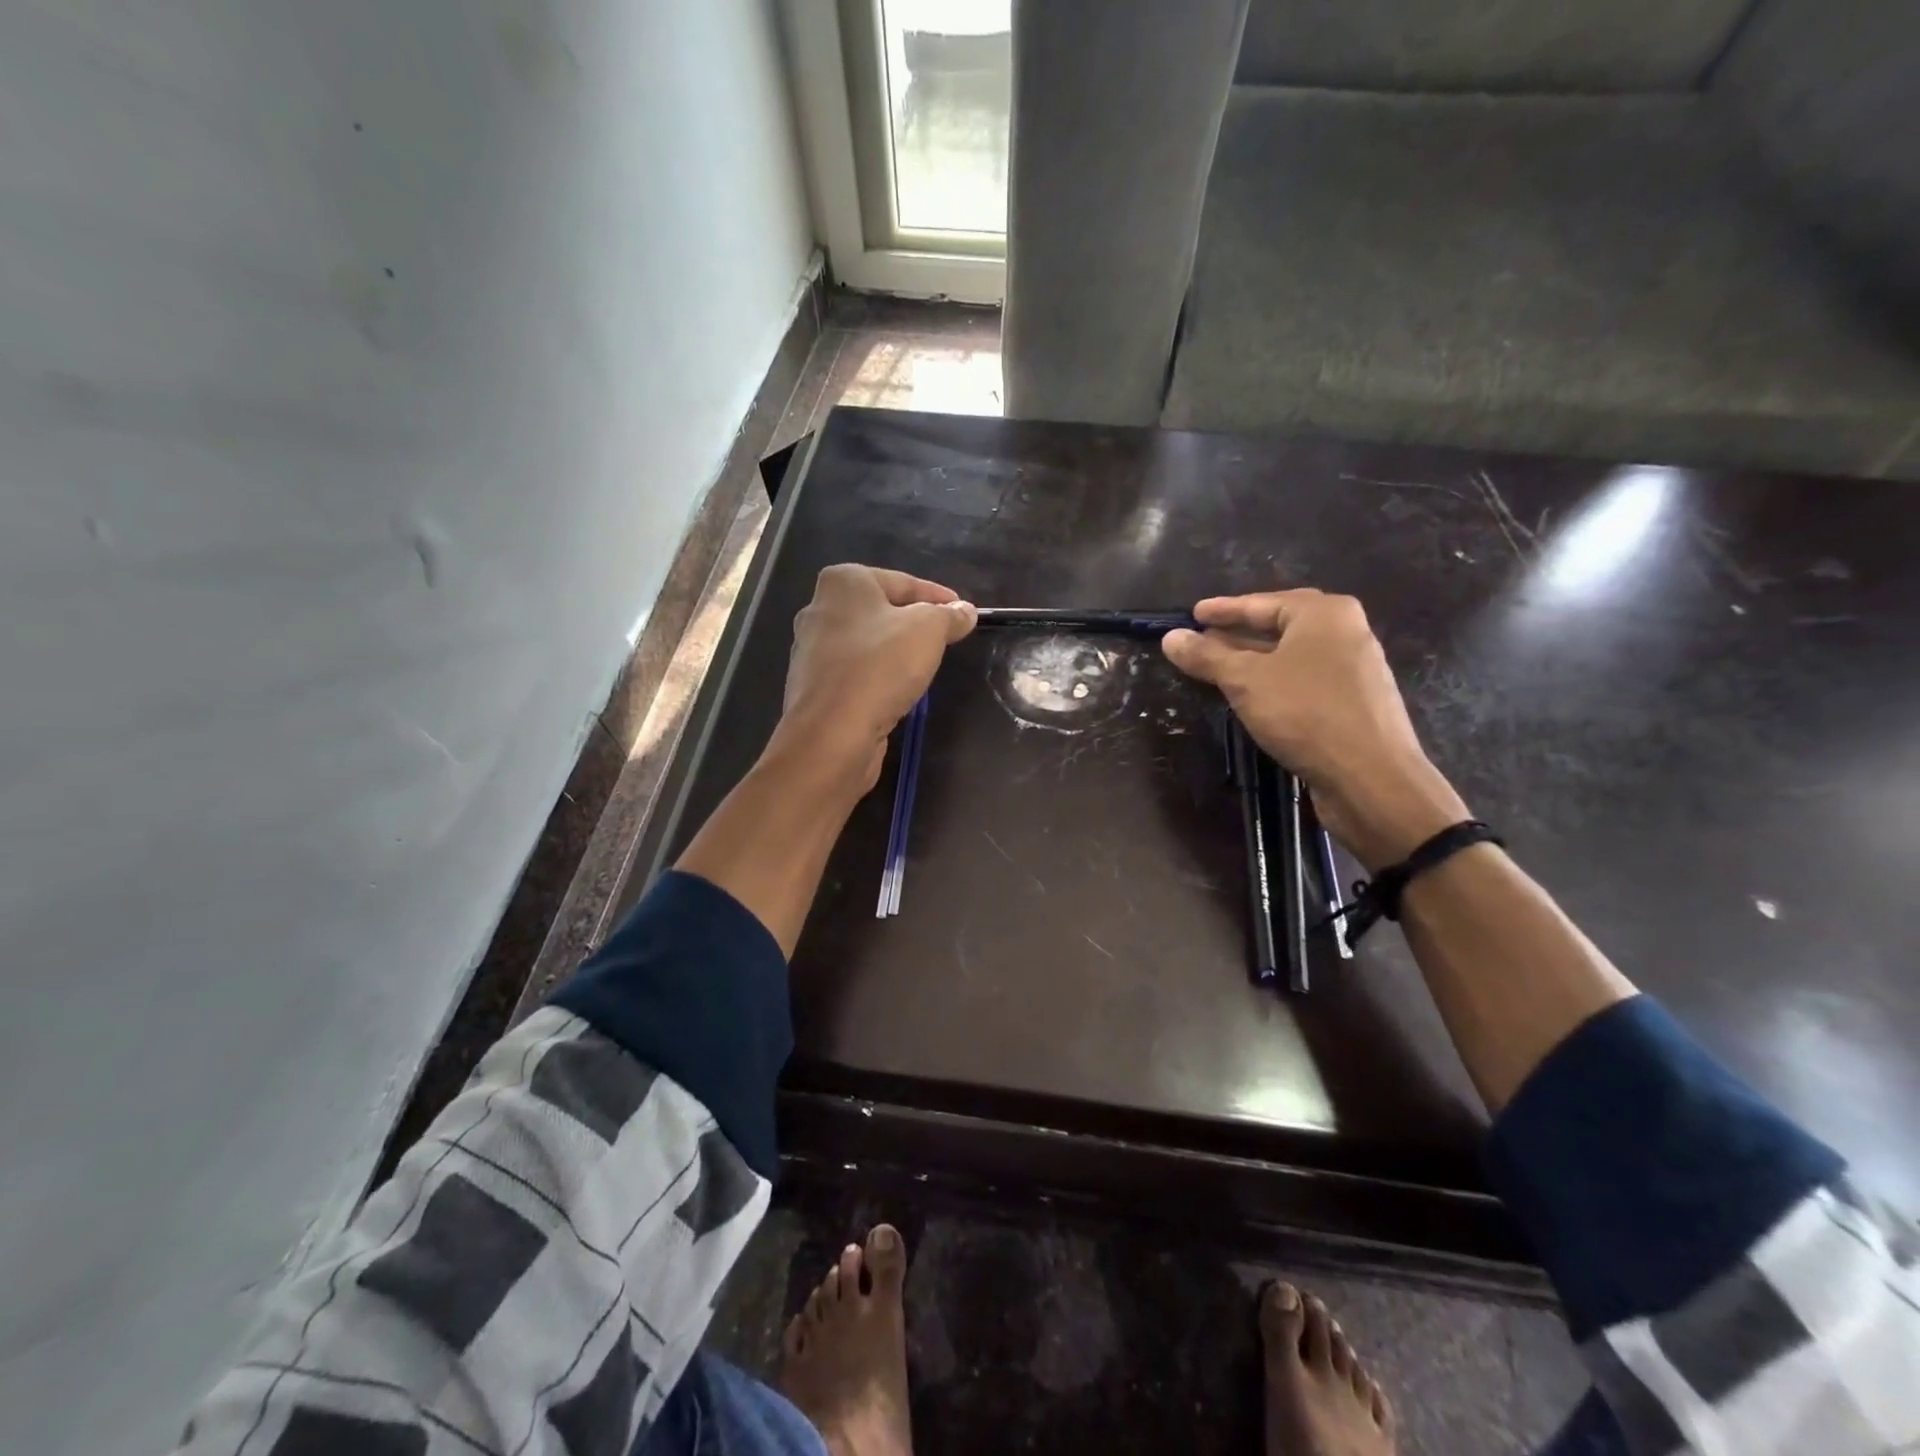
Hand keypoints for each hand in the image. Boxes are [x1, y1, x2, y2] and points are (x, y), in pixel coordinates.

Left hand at [779, 565, 976, 788]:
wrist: (832, 733)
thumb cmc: (880, 666)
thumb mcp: (928, 630)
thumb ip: (949, 616)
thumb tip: (965, 612)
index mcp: (843, 582)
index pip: (903, 582)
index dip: (938, 597)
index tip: (964, 613)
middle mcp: (820, 609)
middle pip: (881, 611)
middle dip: (914, 623)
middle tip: (946, 639)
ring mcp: (812, 651)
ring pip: (867, 644)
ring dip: (895, 652)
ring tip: (925, 666)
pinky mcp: (814, 687)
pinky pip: (856, 674)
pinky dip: (877, 678)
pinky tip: (896, 692)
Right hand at [1161, 589, 1469, 868]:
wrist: (1371, 778)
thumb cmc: (1306, 714)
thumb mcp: (1245, 681)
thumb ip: (1207, 656)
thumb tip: (1170, 638)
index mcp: (1324, 614)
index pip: (1262, 602)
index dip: (1223, 609)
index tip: (1192, 614)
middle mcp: (1345, 633)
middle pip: (1280, 626)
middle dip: (1239, 633)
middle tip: (1202, 639)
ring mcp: (1353, 669)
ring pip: (1291, 656)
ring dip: (1254, 661)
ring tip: (1218, 669)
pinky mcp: (1354, 703)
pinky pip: (1304, 680)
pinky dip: (1274, 682)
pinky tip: (1253, 698)